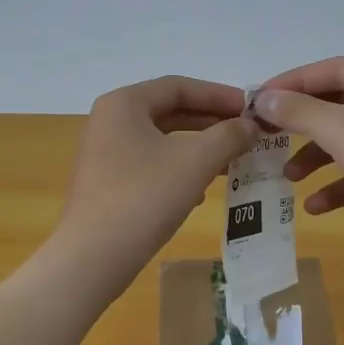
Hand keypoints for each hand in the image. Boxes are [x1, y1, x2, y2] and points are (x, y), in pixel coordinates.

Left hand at [53, 76, 254, 292]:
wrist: (92, 258)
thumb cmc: (144, 198)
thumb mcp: (195, 161)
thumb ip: (228, 136)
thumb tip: (251, 126)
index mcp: (124, 104)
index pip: (179, 86)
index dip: (219, 95)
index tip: (251, 109)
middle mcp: (110, 121)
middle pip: (170, 111)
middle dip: (211, 123)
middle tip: (247, 135)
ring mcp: (105, 154)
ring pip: (163, 141)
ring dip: (200, 148)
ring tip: (232, 162)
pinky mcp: (108, 184)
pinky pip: (152, 165)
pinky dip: (180, 170)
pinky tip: (201, 192)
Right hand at [254, 57, 343, 243]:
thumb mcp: (341, 131)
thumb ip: (298, 111)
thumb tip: (262, 99)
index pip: (333, 69)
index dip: (292, 83)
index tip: (256, 100)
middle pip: (340, 104)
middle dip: (303, 125)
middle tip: (266, 135)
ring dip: (317, 157)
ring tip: (289, 177)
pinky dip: (340, 182)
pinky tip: (315, 206)